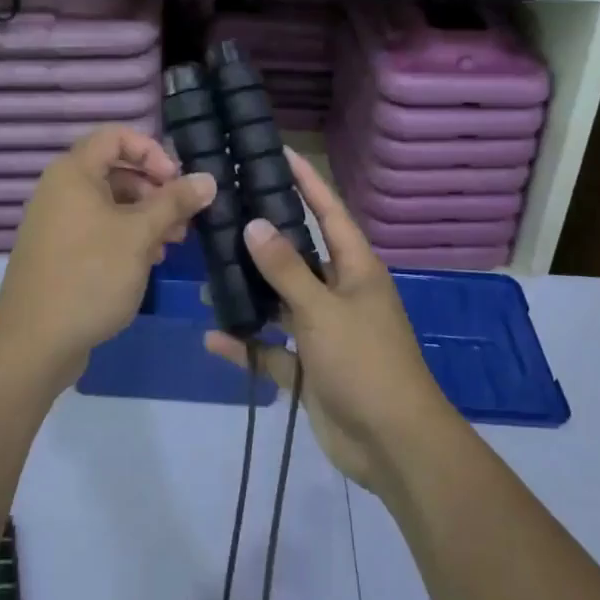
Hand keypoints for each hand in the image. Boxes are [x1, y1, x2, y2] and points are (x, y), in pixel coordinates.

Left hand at [0, 125, 215, 385]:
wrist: (34, 343)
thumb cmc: (90, 275)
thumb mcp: (140, 235)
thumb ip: (175, 202)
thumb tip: (207, 179)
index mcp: (73, 173)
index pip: (115, 136)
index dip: (151, 150)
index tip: (175, 179)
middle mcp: (61, 190)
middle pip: (115, 170)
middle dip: (155, 189)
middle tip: (184, 216)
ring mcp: (57, 223)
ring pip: (110, 203)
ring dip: (146, 216)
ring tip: (174, 242)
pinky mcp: (59, 253)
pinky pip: (98, 229)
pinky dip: (126, 236)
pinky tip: (149, 260)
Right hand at [205, 150, 457, 493]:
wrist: (393, 446)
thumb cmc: (365, 363)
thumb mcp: (323, 310)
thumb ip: (287, 269)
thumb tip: (255, 224)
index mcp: (356, 269)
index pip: (329, 212)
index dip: (307, 181)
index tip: (279, 153)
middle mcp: (340, 293)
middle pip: (298, 256)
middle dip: (264, 240)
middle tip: (223, 216)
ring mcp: (325, 332)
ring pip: (281, 302)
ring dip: (249, 294)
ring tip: (206, 280)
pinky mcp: (310, 369)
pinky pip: (272, 349)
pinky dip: (247, 344)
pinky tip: (213, 337)